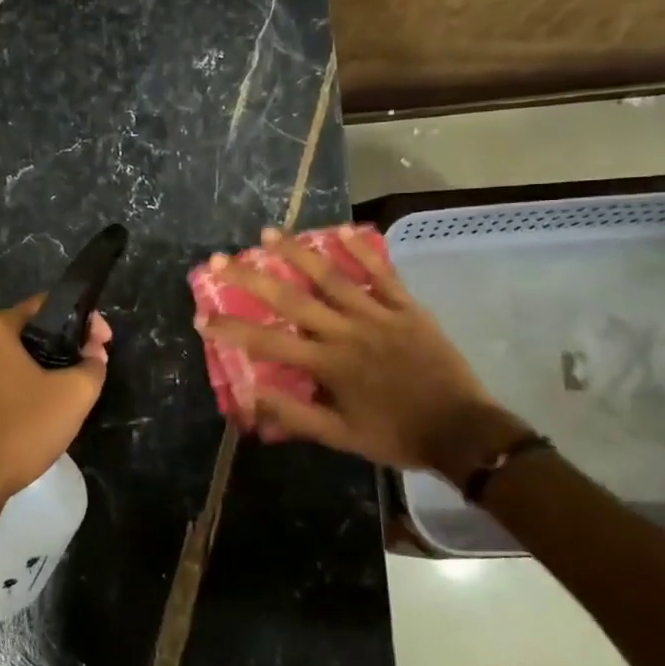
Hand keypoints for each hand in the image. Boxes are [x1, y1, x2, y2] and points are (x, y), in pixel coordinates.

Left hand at [0, 296, 111, 506]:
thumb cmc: (23, 427)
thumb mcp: (74, 394)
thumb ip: (93, 365)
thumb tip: (93, 353)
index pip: (47, 305)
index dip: (83, 320)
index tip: (104, 342)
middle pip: (32, 331)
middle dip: (66, 344)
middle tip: (93, 365)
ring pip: (18, 358)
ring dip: (47, 367)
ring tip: (74, 388)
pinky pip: (4, 379)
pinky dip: (28, 385)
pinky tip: (45, 408)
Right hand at [197, 225, 513, 476]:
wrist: (462, 431)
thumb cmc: (396, 435)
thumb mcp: (340, 436)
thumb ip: (295, 415)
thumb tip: (249, 397)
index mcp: (328, 365)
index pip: (269, 343)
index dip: (232, 329)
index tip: (202, 316)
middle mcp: (347, 332)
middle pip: (292, 299)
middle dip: (252, 278)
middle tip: (221, 258)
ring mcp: (378, 315)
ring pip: (332, 277)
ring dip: (297, 253)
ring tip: (268, 233)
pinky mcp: (407, 308)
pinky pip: (382, 273)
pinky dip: (363, 250)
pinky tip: (342, 229)